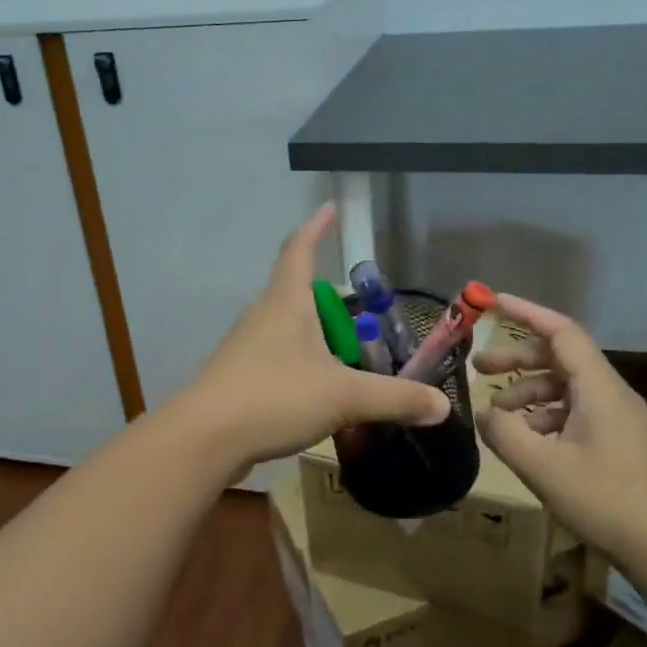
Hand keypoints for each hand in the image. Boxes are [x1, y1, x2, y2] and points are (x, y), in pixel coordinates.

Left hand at [177, 204, 449, 469]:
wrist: (204, 439)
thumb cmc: (274, 397)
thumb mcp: (344, 396)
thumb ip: (395, 399)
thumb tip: (442, 406)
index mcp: (286, 301)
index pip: (300, 248)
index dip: (316, 226)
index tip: (330, 208)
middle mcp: (263, 314)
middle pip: (297, 292)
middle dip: (330, 302)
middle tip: (363, 319)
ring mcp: (246, 345)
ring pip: (288, 328)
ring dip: (316, 336)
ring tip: (347, 360)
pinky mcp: (238, 376)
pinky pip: (277, 357)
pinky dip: (302, 365)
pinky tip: (318, 393)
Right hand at [474, 294, 646, 561]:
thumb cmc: (609, 500)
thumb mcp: (544, 468)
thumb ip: (505, 434)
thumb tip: (482, 413)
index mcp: (598, 387)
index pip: (560, 331)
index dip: (526, 313)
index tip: (493, 302)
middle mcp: (610, 394)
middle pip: (560, 358)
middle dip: (518, 359)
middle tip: (479, 368)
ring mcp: (618, 419)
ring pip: (567, 388)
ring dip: (529, 392)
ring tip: (499, 414)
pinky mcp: (620, 444)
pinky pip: (576, 413)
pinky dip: (546, 416)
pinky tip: (529, 442)